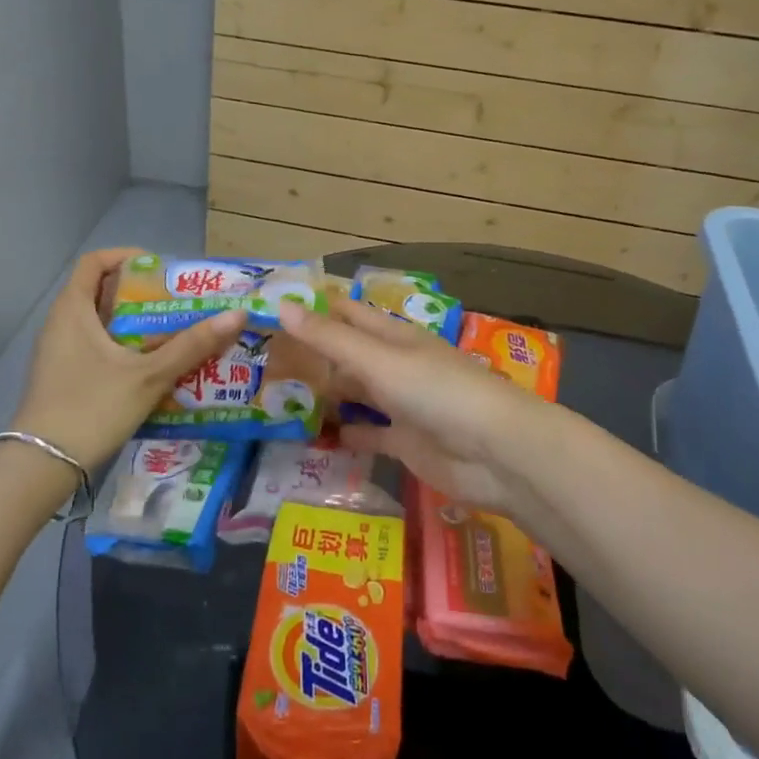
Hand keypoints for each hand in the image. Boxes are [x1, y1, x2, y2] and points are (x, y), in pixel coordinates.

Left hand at [13, 248, 247, 467]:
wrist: (41, 466)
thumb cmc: (92, 408)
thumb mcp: (148, 376)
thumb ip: (192, 345)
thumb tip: (237, 315)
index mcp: (72, 310)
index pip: (95, 262)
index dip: (127, 256)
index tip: (160, 269)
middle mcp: (60, 323)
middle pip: (101, 291)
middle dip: (141, 294)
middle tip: (178, 303)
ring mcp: (58, 352)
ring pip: (100, 323)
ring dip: (134, 323)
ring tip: (173, 333)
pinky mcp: (62, 376)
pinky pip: (95, 346)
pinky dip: (123, 346)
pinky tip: (151, 366)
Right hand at [276, 297, 552, 511]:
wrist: (495, 453)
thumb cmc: (436, 392)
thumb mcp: (378, 360)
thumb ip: (330, 338)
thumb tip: (281, 306)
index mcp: (394, 337)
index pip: (348, 314)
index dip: (316, 309)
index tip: (274, 307)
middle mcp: (396, 366)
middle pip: (348, 356)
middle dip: (313, 356)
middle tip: (263, 360)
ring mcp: (402, 405)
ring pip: (356, 394)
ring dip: (325, 395)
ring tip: (278, 397)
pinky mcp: (405, 443)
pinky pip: (368, 435)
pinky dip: (345, 434)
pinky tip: (314, 438)